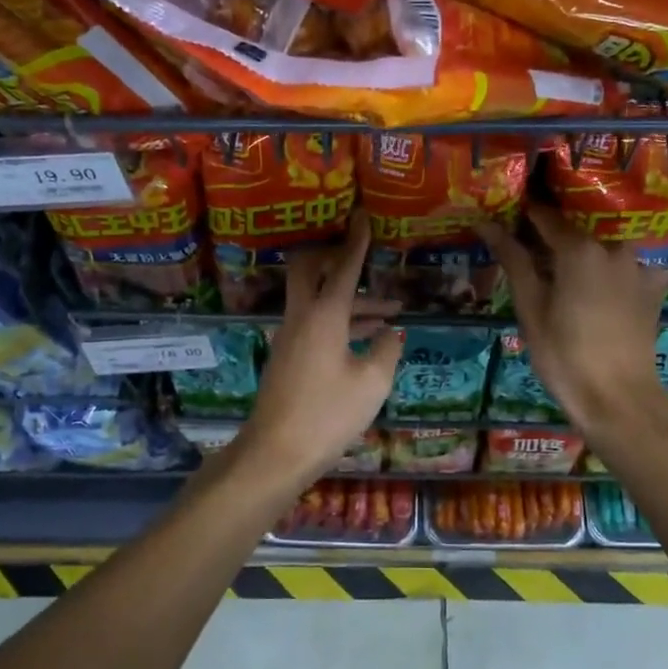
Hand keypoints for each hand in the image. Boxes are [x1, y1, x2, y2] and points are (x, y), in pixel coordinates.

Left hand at [230, 211, 402, 485]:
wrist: (275, 453)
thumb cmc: (328, 415)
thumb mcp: (371, 383)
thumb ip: (386, 351)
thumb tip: (392, 332)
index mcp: (324, 315)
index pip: (343, 267)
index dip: (356, 241)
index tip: (362, 216)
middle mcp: (302, 316)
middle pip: (310, 269)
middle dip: (336, 257)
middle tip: (363, 258)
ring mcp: (290, 336)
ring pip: (318, 300)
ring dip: (350, 300)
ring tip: (390, 314)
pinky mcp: (288, 355)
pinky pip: (315, 322)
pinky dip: (341, 320)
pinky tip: (366, 339)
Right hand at [478, 204, 667, 428]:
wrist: (619, 398)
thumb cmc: (565, 355)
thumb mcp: (530, 307)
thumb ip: (513, 259)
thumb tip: (486, 222)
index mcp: (579, 247)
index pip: (544, 214)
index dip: (522, 211)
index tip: (506, 213)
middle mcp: (612, 244)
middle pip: (578, 219)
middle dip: (552, 221)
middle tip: (529, 232)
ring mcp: (636, 263)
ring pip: (603, 235)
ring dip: (581, 236)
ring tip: (559, 247)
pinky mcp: (650, 283)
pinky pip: (626, 255)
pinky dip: (607, 254)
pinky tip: (594, 267)